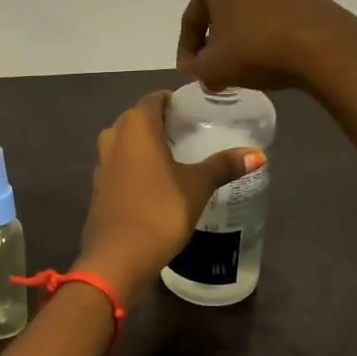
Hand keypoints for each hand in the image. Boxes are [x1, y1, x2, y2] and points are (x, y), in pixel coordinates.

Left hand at [76, 91, 264, 303]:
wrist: (117, 257)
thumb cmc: (160, 210)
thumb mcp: (198, 186)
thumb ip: (224, 165)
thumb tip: (257, 154)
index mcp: (136, 125)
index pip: (155, 99)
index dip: (175, 102)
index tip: (196, 113)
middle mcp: (114, 135)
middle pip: (139, 118)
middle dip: (163, 123)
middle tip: (192, 134)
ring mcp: (102, 162)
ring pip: (127, 142)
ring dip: (148, 145)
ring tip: (178, 157)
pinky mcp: (99, 186)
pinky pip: (121, 164)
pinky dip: (137, 165)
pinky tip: (157, 182)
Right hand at [176, 0, 356, 92]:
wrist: (324, 46)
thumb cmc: (257, 49)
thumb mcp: (214, 68)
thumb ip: (196, 70)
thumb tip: (196, 71)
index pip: (191, 19)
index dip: (186, 51)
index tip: (190, 74)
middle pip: (219, 14)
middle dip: (213, 44)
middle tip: (212, 72)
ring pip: (245, 16)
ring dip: (238, 42)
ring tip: (240, 71)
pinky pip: (271, 20)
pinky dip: (263, 39)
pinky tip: (267, 61)